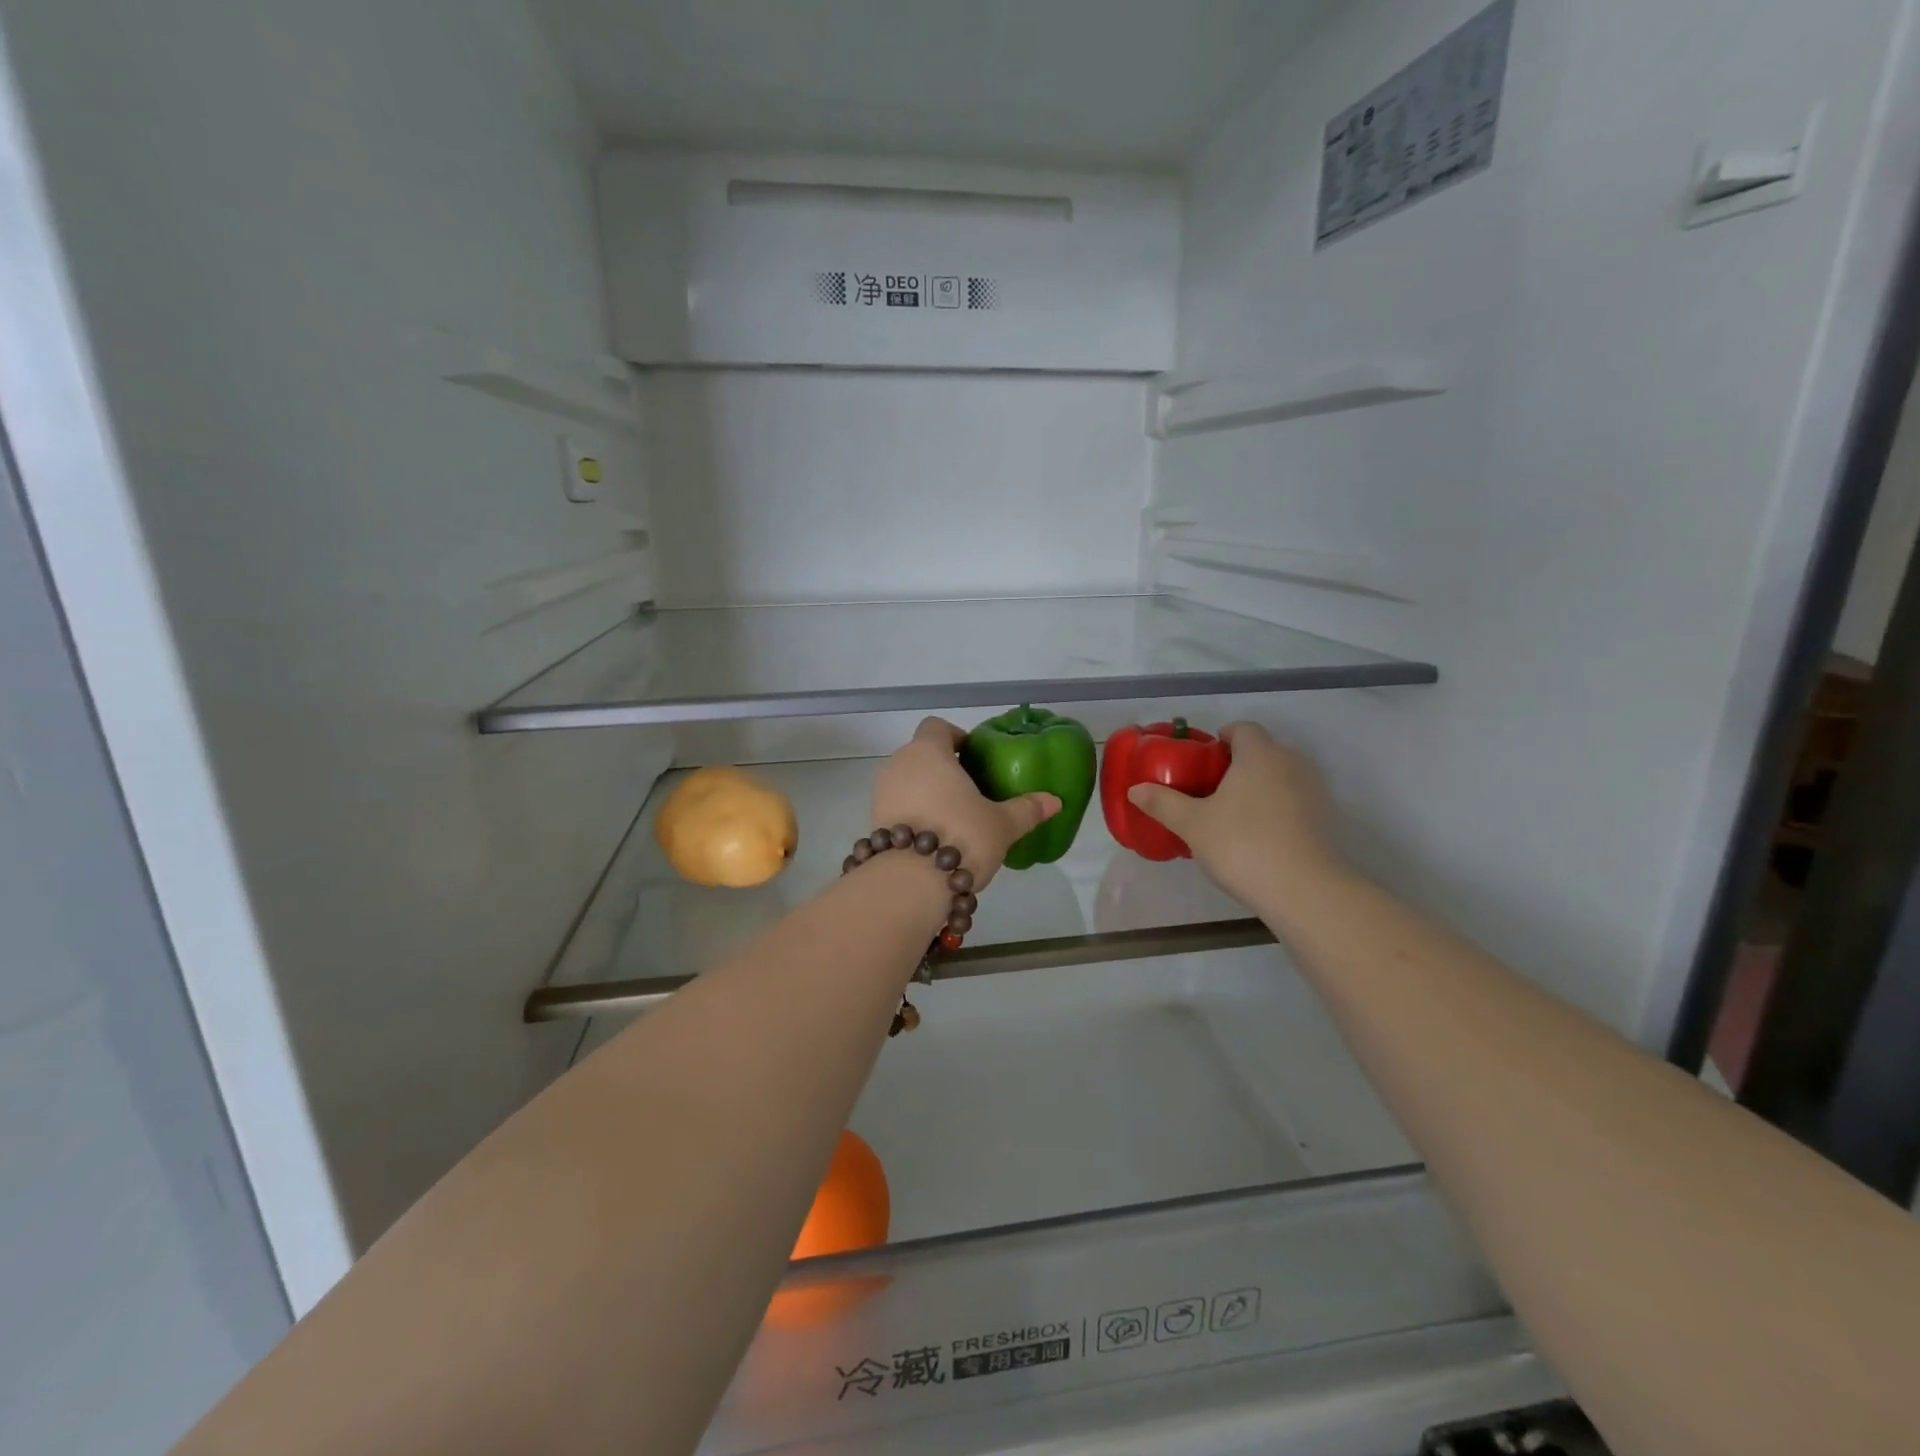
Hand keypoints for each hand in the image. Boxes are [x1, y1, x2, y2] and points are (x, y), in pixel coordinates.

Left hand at [871, 718, 1059, 888]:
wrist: (909, 883)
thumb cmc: (960, 836)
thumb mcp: (1002, 825)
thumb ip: (1027, 809)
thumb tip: (1055, 801)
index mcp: (928, 752)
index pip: (936, 727)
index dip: (955, 736)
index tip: (973, 756)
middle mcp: (898, 765)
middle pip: (920, 755)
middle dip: (943, 769)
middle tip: (970, 791)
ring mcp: (881, 794)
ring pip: (907, 782)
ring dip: (927, 793)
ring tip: (955, 818)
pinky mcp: (873, 822)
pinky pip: (898, 808)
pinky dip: (914, 816)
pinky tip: (936, 839)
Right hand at [1125, 723, 1344, 908]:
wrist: (1303, 890)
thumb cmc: (1242, 844)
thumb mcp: (1192, 824)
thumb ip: (1163, 803)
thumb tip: (1135, 790)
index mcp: (1259, 754)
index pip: (1242, 729)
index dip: (1220, 738)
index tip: (1201, 760)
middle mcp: (1290, 763)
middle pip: (1261, 751)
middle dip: (1236, 764)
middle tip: (1208, 789)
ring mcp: (1312, 791)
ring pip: (1279, 776)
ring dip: (1257, 786)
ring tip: (1230, 813)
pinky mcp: (1323, 819)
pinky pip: (1292, 800)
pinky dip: (1275, 808)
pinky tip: (1256, 835)